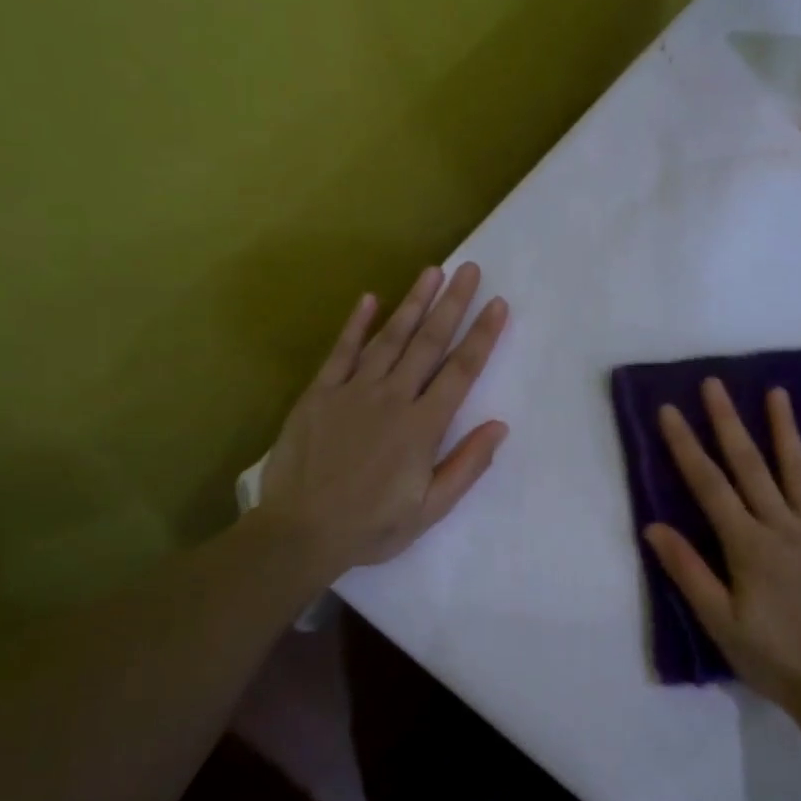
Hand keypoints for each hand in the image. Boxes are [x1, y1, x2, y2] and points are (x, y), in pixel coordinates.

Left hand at [259, 263, 507, 580]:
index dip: (482, 336)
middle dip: (452, 304)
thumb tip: (499, 426)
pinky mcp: (319, 394)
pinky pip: (341, 352)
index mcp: (422, 426)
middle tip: (469, 269)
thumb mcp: (430, 509)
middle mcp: (392, 398)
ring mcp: (352, 391)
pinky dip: (355, 325)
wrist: (301, 531)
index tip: (498, 304)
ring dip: (413, 303)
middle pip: (428, 343)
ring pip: (389, 338)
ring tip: (431, 272)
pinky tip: (369, 299)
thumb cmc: (371, 526)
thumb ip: (466, 465)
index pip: (460, 371)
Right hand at [644, 379, 800, 712]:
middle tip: (715, 384)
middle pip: (751, 467)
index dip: (686, 446)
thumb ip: (688, 571)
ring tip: (776, 393)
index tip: (671, 411)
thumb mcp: (719, 621)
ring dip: (785, 430)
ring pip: (799, 472)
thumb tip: (654, 526)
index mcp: (747, 545)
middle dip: (729, 423)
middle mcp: (783, 527)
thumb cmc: (772, 657)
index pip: (709, 485)